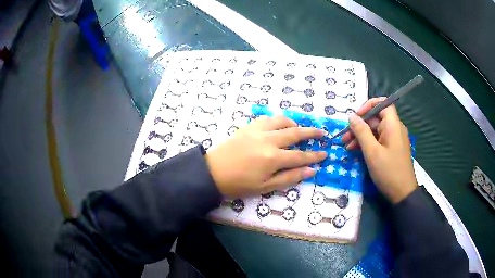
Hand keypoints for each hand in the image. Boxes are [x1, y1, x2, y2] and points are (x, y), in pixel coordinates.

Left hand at [205, 116, 326, 197]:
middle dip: (311, 133)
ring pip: (282, 121)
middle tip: (322, 132)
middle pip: (295, 133)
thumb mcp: (265, 187)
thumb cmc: (239, 184)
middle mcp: (268, 140)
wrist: (213, 173)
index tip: (325, 153)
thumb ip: (289, 178)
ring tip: (300, 128)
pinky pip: (267, 118)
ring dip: (294, 123)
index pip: (300, 156)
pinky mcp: (248, 126)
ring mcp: (257, 130)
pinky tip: (279, 126)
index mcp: (273, 158)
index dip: (314, 156)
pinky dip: (277, 120)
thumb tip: (311, 171)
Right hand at [342, 98, 417, 203]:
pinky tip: (356, 151)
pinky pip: (379, 140)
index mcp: (393, 125)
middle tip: (344, 137)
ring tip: (347, 146)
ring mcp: (394, 140)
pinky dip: (368, 143)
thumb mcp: (372, 152)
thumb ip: (361, 132)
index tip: (356, 116)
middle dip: (359, 125)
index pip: (382, 103)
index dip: (368, 106)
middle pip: (376, 119)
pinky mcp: (392, 149)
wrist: (402, 194)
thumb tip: (352, 116)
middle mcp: (395, 129)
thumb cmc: (388, 171)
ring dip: (361, 136)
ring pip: (376, 130)